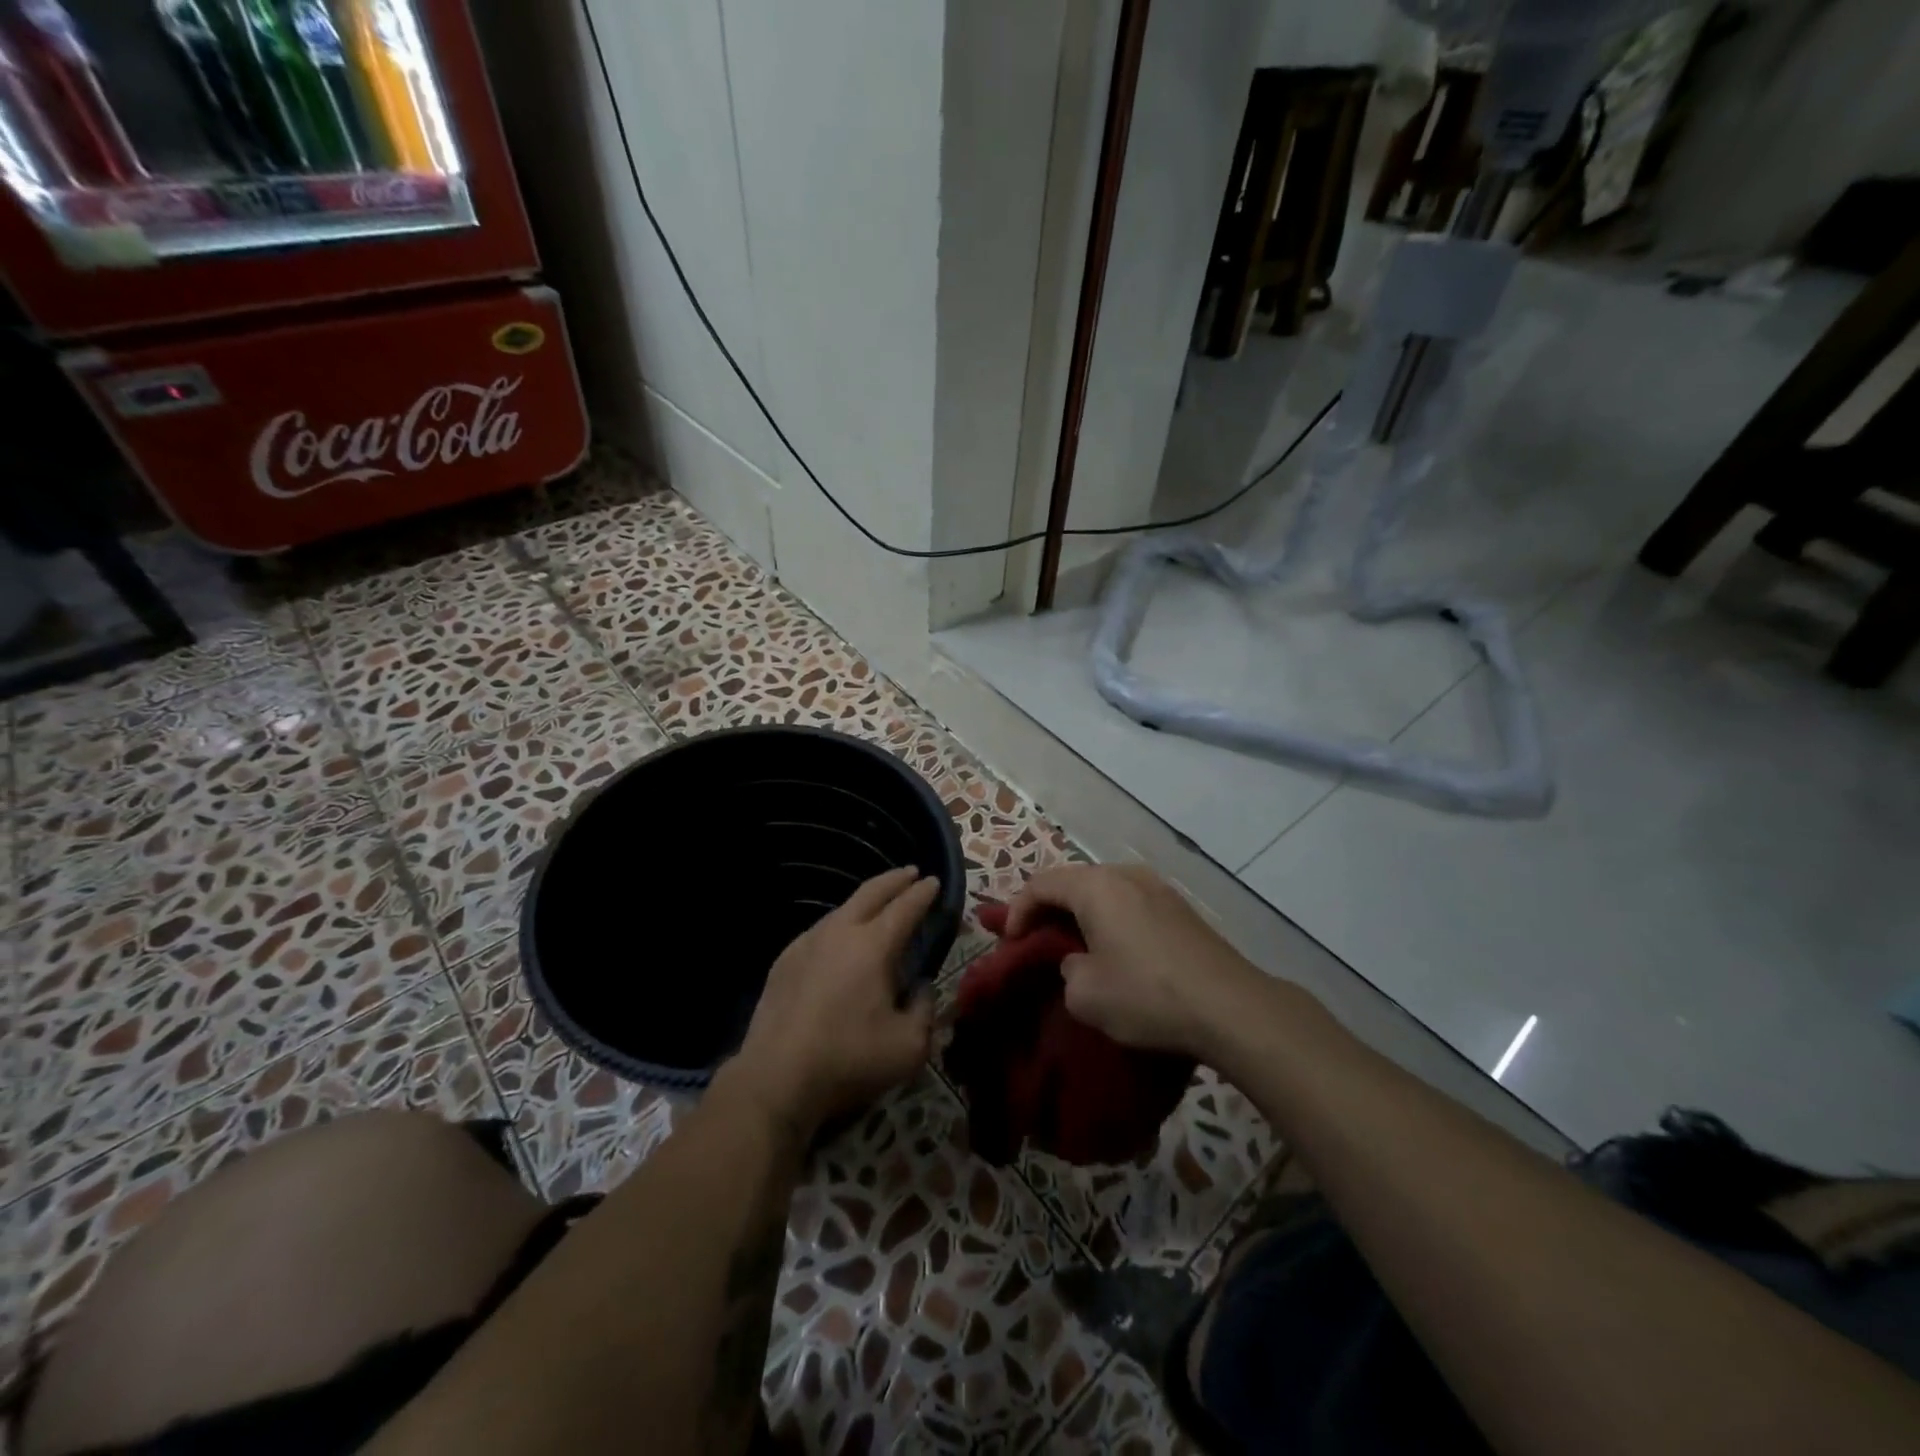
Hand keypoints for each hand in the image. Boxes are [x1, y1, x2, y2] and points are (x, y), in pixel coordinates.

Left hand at [730, 867, 940, 1133]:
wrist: (775, 1078)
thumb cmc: (849, 1059)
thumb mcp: (909, 1046)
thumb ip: (925, 1009)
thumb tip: (920, 988)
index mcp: (874, 945)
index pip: (905, 907)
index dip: (923, 893)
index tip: (934, 881)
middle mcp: (840, 932)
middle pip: (871, 892)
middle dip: (895, 879)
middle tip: (911, 873)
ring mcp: (806, 943)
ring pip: (842, 909)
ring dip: (865, 902)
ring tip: (878, 906)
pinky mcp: (784, 961)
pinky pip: (820, 931)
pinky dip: (840, 925)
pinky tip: (841, 941)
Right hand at [1004, 864, 1266, 1060]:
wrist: (1230, 1007)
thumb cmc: (1147, 995)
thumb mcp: (1085, 995)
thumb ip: (1066, 970)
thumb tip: (1080, 962)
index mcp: (1096, 886)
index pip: (1040, 884)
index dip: (1016, 911)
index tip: (1008, 943)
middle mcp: (1126, 874)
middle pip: (1072, 881)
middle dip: (1047, 909)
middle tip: (1034, 941)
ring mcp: (1158, 887)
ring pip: (1103, 891)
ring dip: (1080, 913)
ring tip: (1072, 944)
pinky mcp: (1180, 908)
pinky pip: (1129, 902)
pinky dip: (1109, 919)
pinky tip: (1114, 949)